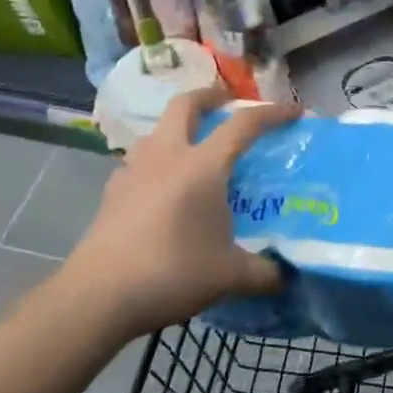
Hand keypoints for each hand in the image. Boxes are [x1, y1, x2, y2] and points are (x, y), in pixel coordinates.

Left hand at [62, 85, 300, 337]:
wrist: (97, 296)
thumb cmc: (171, 273)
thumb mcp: (230, 276)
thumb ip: (265, 273)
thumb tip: (288, 277)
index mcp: (203, 166)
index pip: (244, 125)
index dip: (272, 113)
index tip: (294, 112)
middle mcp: (167, 156)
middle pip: (186, 105)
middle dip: (210, 96)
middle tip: (227, 103)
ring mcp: (134, 171)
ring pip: (157, 130)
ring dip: (178, 127)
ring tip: (193, 145)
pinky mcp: (112, 193)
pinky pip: (137, 161)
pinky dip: (154, 161)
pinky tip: (160, 185)